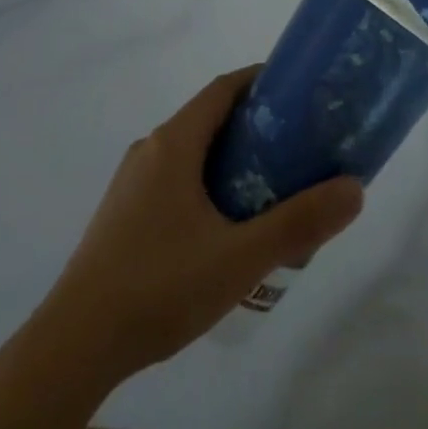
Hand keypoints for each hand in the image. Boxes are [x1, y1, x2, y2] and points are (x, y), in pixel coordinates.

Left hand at [38, 68, 363, 382]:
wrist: (72, 348)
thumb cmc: (159, 287)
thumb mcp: (239, 258)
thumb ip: (299, 223)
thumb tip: (355, 188)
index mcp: (174, 143)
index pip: (223, 88)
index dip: (261, 80)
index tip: (299, 90)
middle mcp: (150, 150)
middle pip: (209, 118)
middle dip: (254, 123)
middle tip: (297, 144)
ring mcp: (131, 183)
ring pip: (191, 151)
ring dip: (230, 157)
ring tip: (270, 185)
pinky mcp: (122, 215)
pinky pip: (174, 179)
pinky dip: (206, 182)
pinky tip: (224, 226)